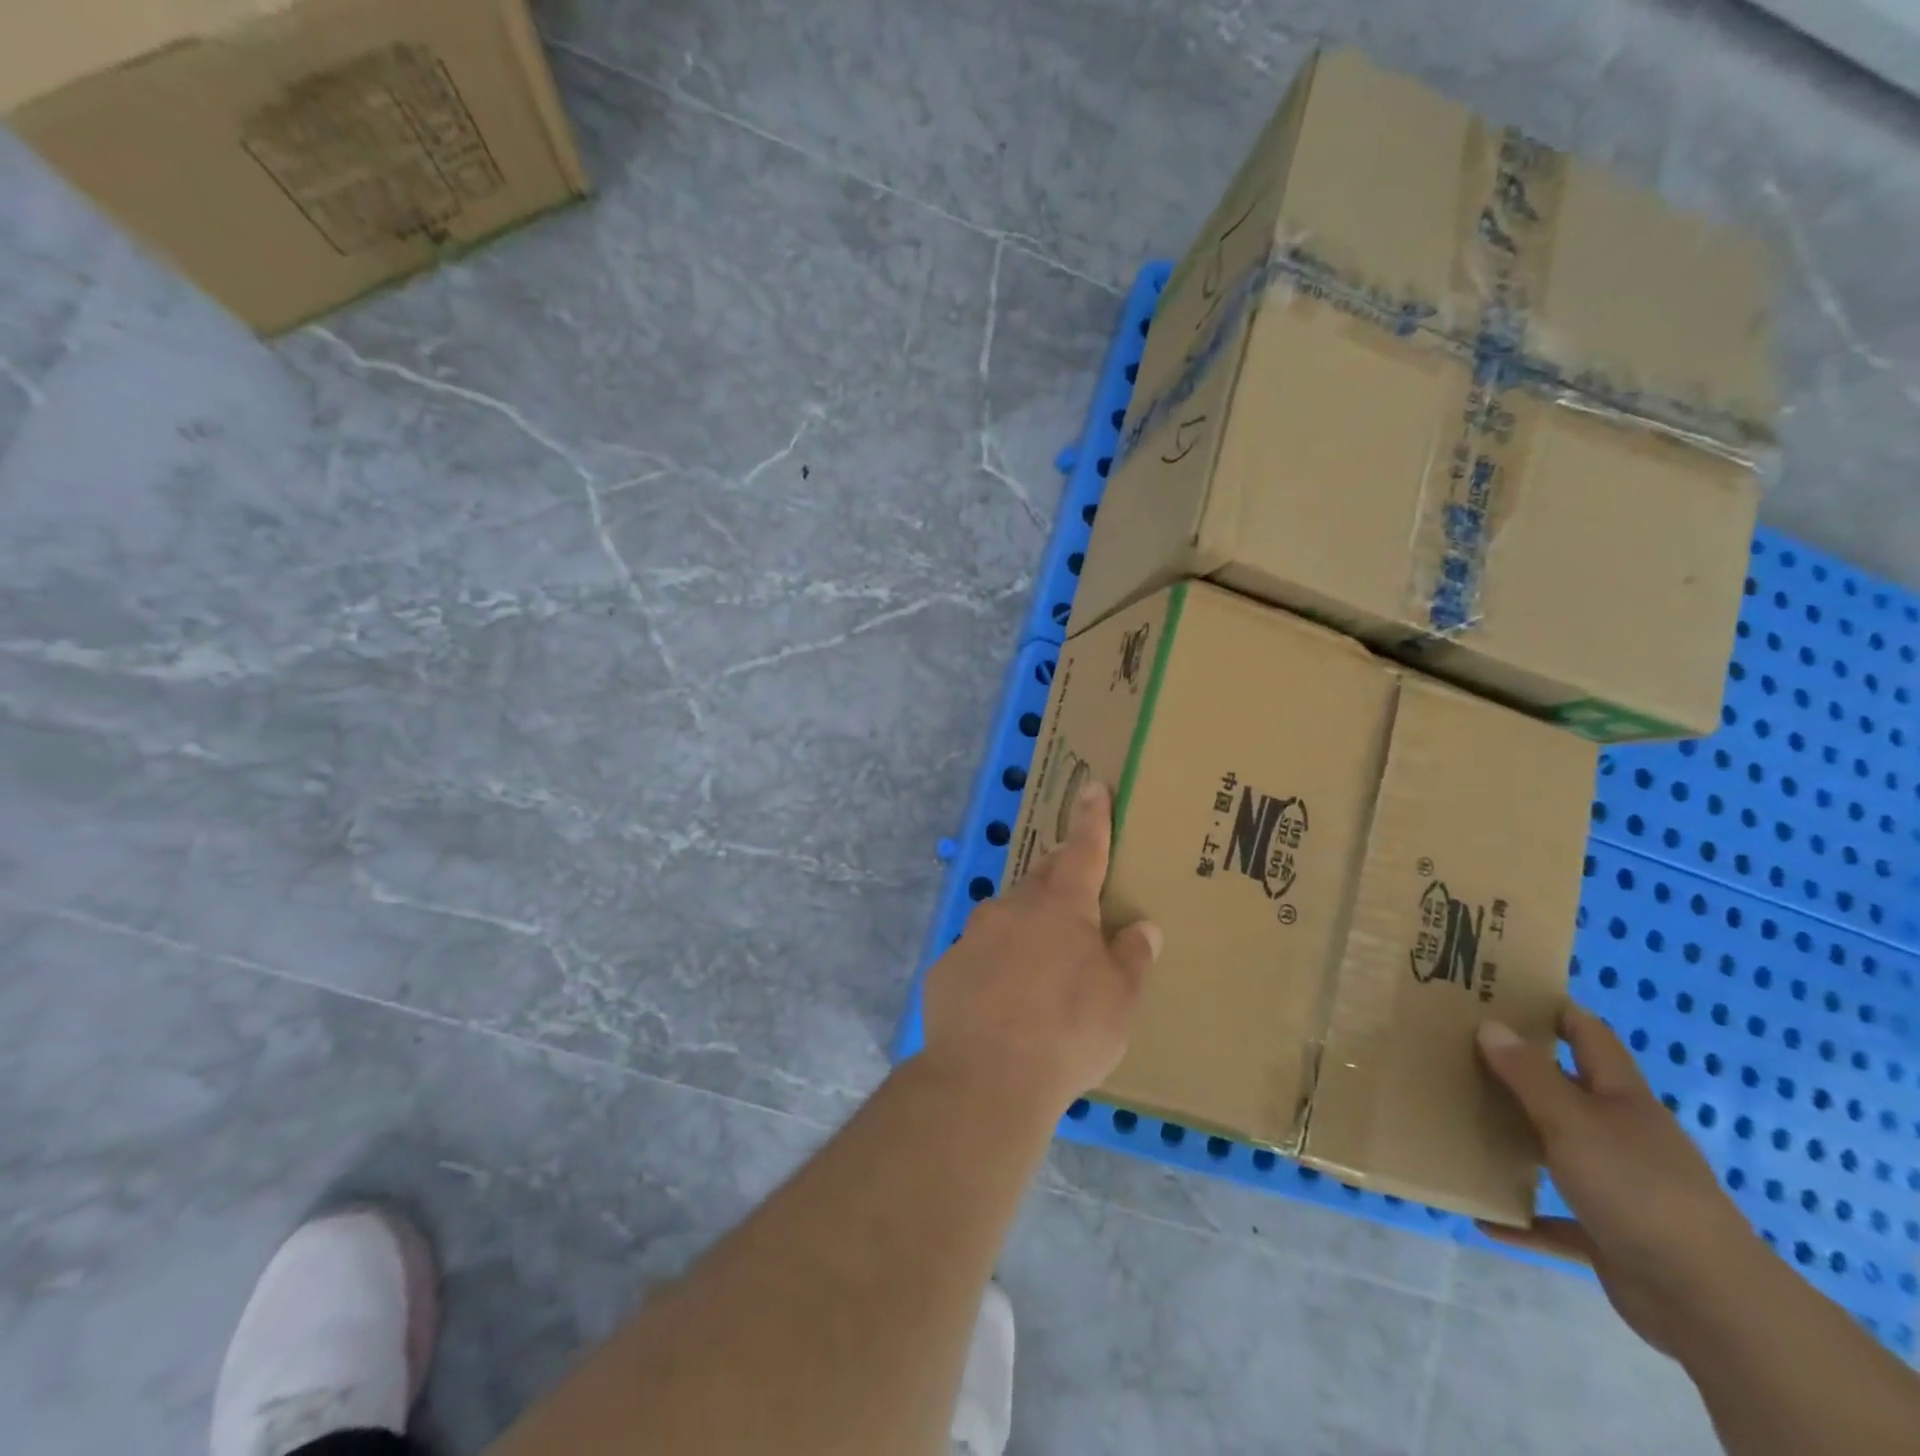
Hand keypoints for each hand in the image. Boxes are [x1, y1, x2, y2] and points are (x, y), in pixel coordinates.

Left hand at [921, 780, 1160, 1113]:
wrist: (987, 1077)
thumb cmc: (1068, 1031)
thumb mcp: (1120, 1000)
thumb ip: (1132, 957)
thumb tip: (1143, 927)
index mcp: (1061, 904)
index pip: (1083, 847)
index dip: (1091, 816)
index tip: (1091, 785)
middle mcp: (1013, 906)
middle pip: (1042, 878)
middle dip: (1059, 876)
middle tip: (1075, 896)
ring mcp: (974, 932)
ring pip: (1006, 916)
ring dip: (1026, 928)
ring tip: (1040, 968)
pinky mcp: (946, 965)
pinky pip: (978, 953)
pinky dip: (995, 964)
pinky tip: (1002, 1001)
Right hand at [1476, 1006, 1761, 1354]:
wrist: (1708, 1302)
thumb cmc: (1637, 1189)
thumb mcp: (1572, 1121)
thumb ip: (1528, 1074)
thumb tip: (1490, 1024)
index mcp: (1622, 1100)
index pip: (1590, 1037)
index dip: (1556, 1010)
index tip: (1507, 992)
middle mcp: (1624, 1136)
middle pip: (1569, 1091)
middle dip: (1522, 1072)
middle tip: (1463, 1050)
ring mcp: (1621, 1188)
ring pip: (1560, 1151)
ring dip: (1519, 1141)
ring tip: (1464, 1123)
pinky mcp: (1613, 1236)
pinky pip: (1557, 1222)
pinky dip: (1524, 1218)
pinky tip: (1485, 1218)